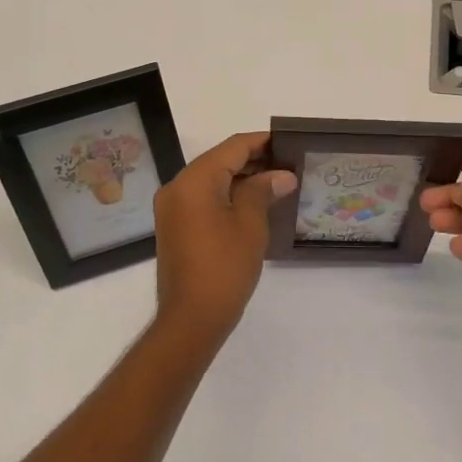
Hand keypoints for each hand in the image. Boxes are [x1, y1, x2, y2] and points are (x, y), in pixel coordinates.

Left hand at [153, 132, 295, 342]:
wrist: (191, 319)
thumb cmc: (224, 268)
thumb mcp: (250, 225)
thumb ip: (263, 190)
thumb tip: (281, 175)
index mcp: (194, 181)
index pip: (232, 147)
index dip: (262, 142)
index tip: (288, 142)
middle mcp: (177, 187)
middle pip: (219, 160)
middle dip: (253, 160)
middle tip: (288, 165)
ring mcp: (172, 208)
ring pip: (211, 179)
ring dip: (241, 178)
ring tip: (277, 183)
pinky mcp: (175, 226)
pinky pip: (203, 198)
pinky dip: (227, 194)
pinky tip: (254, 203)